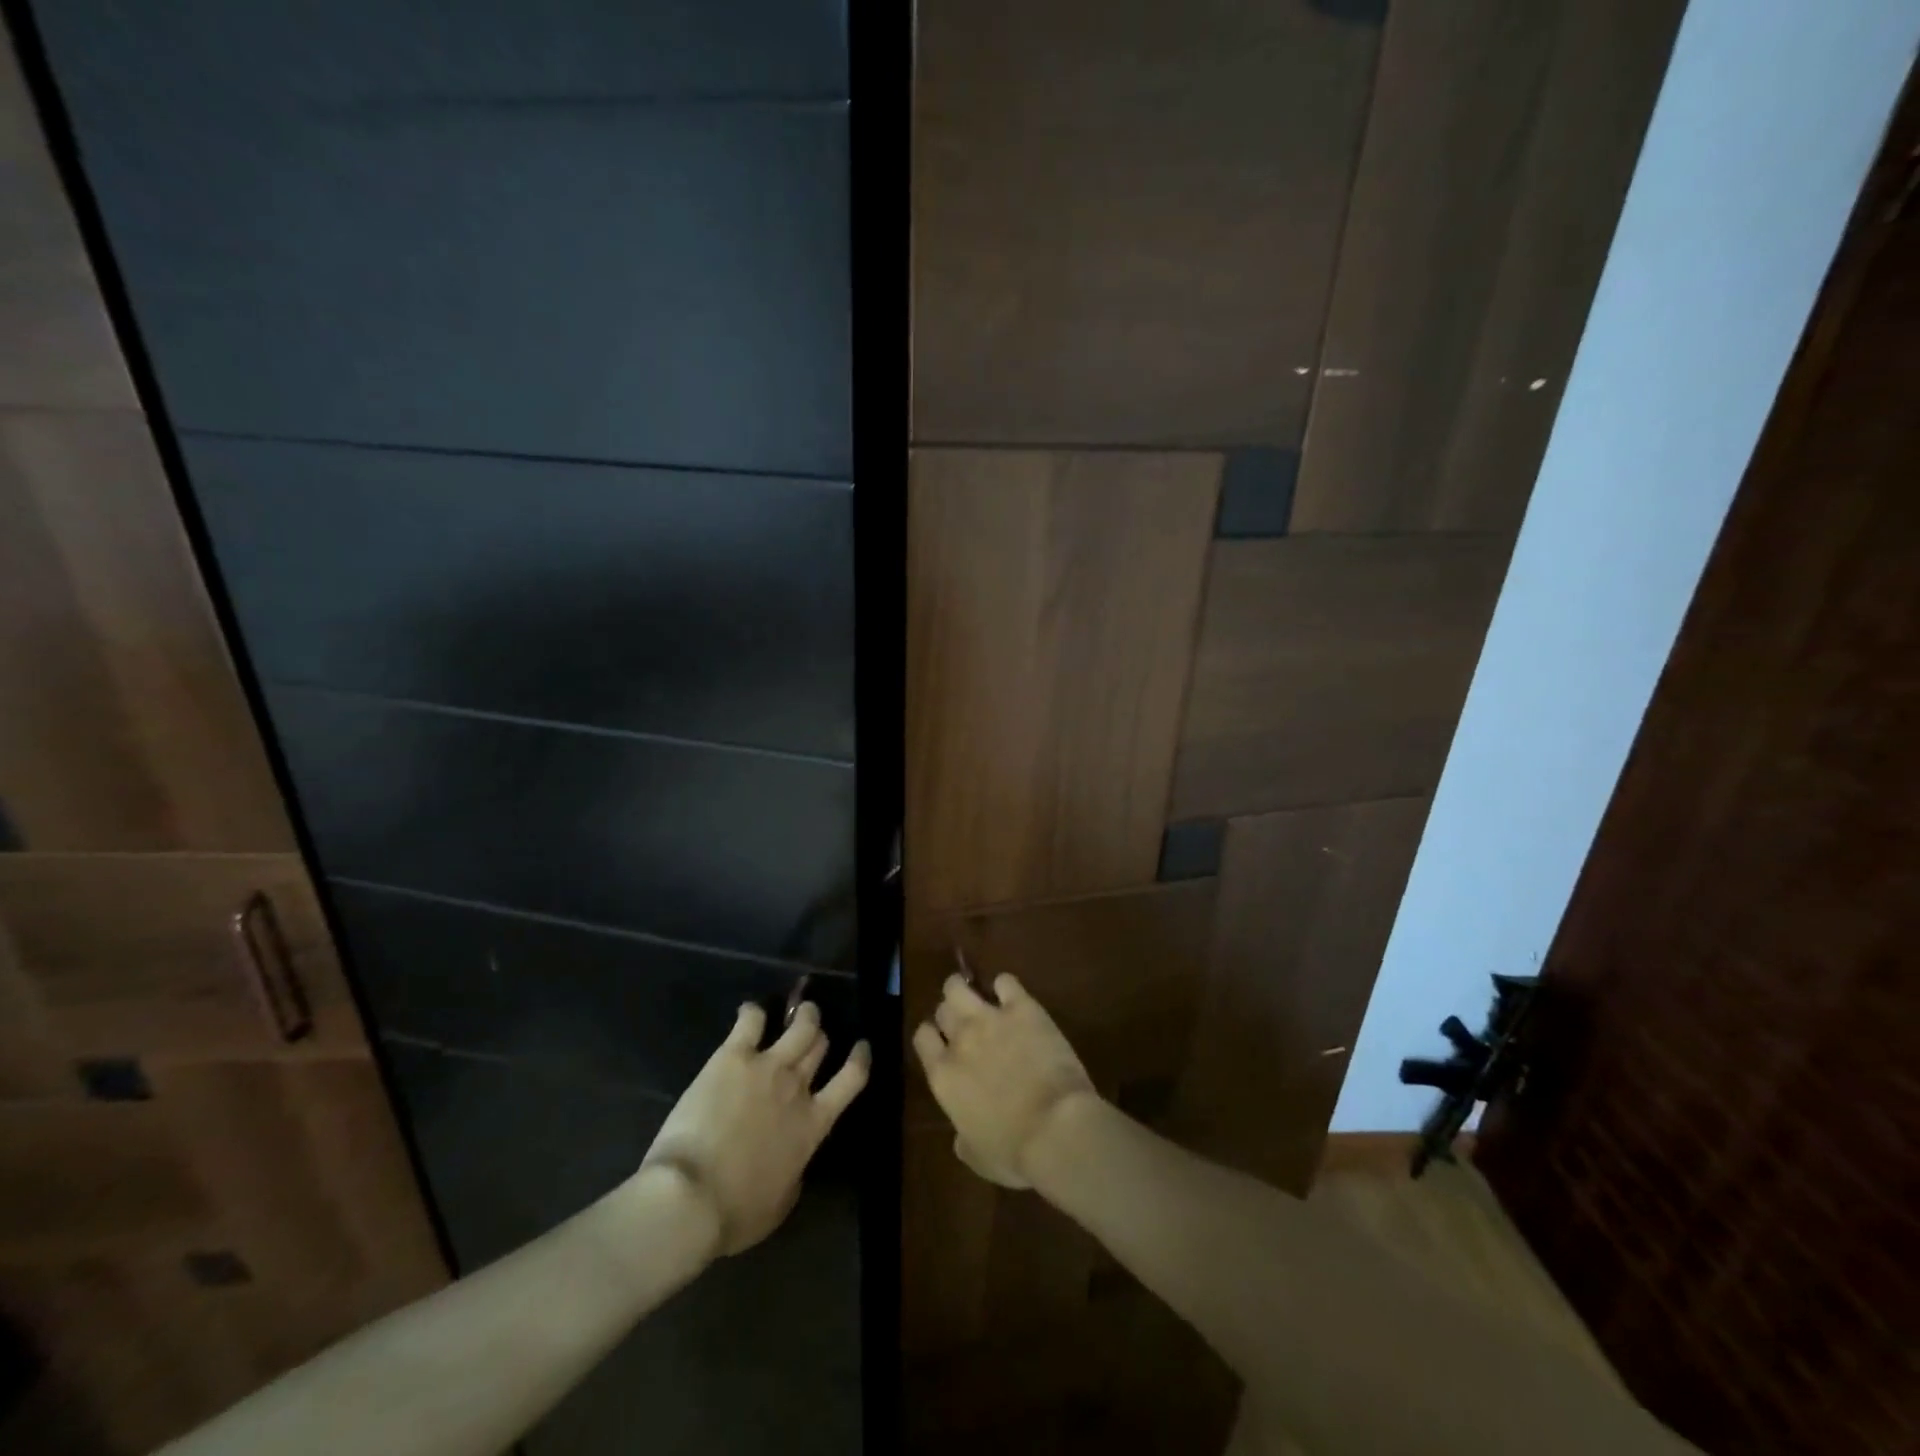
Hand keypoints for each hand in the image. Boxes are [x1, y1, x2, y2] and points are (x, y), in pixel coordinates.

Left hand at [642, 1001, 868, 1254]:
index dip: (860, 1058)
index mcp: (813, 1125)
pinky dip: (753, 1012)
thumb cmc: (734, 1213)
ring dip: (803, 1013)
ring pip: (800, 1024)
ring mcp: (768, 1066)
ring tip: (798, 1008)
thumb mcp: (780, 1204)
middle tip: (812, 1030)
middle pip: (820, 1046)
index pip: (852, 1079)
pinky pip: (751, 1020)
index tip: (861, 1046)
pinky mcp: (733, 1056)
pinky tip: (749, 1012)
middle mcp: (798, 1087)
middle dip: (819, 1035)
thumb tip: (794, 1162)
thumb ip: (795, 1173)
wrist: (690, 1196)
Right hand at [912, 969, 1094, 1187]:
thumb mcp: (978, 1157)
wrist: (1056, 1129)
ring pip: (959, 986)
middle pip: (942, 1009)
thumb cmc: (1015, 1153)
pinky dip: (1005, 987)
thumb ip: (963, 1138)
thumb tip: (961, 1134)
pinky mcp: (1022, 1008)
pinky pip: (1005, 981)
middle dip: (950, 1014)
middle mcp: (960, 1039)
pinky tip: (1013, 999)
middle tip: (966, 1025)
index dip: (933, 1037)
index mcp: (943, 1076)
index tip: (944, 1044)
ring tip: (979, 997)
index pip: (922, 1037)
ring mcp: (989, 1018)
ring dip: (965, 989)